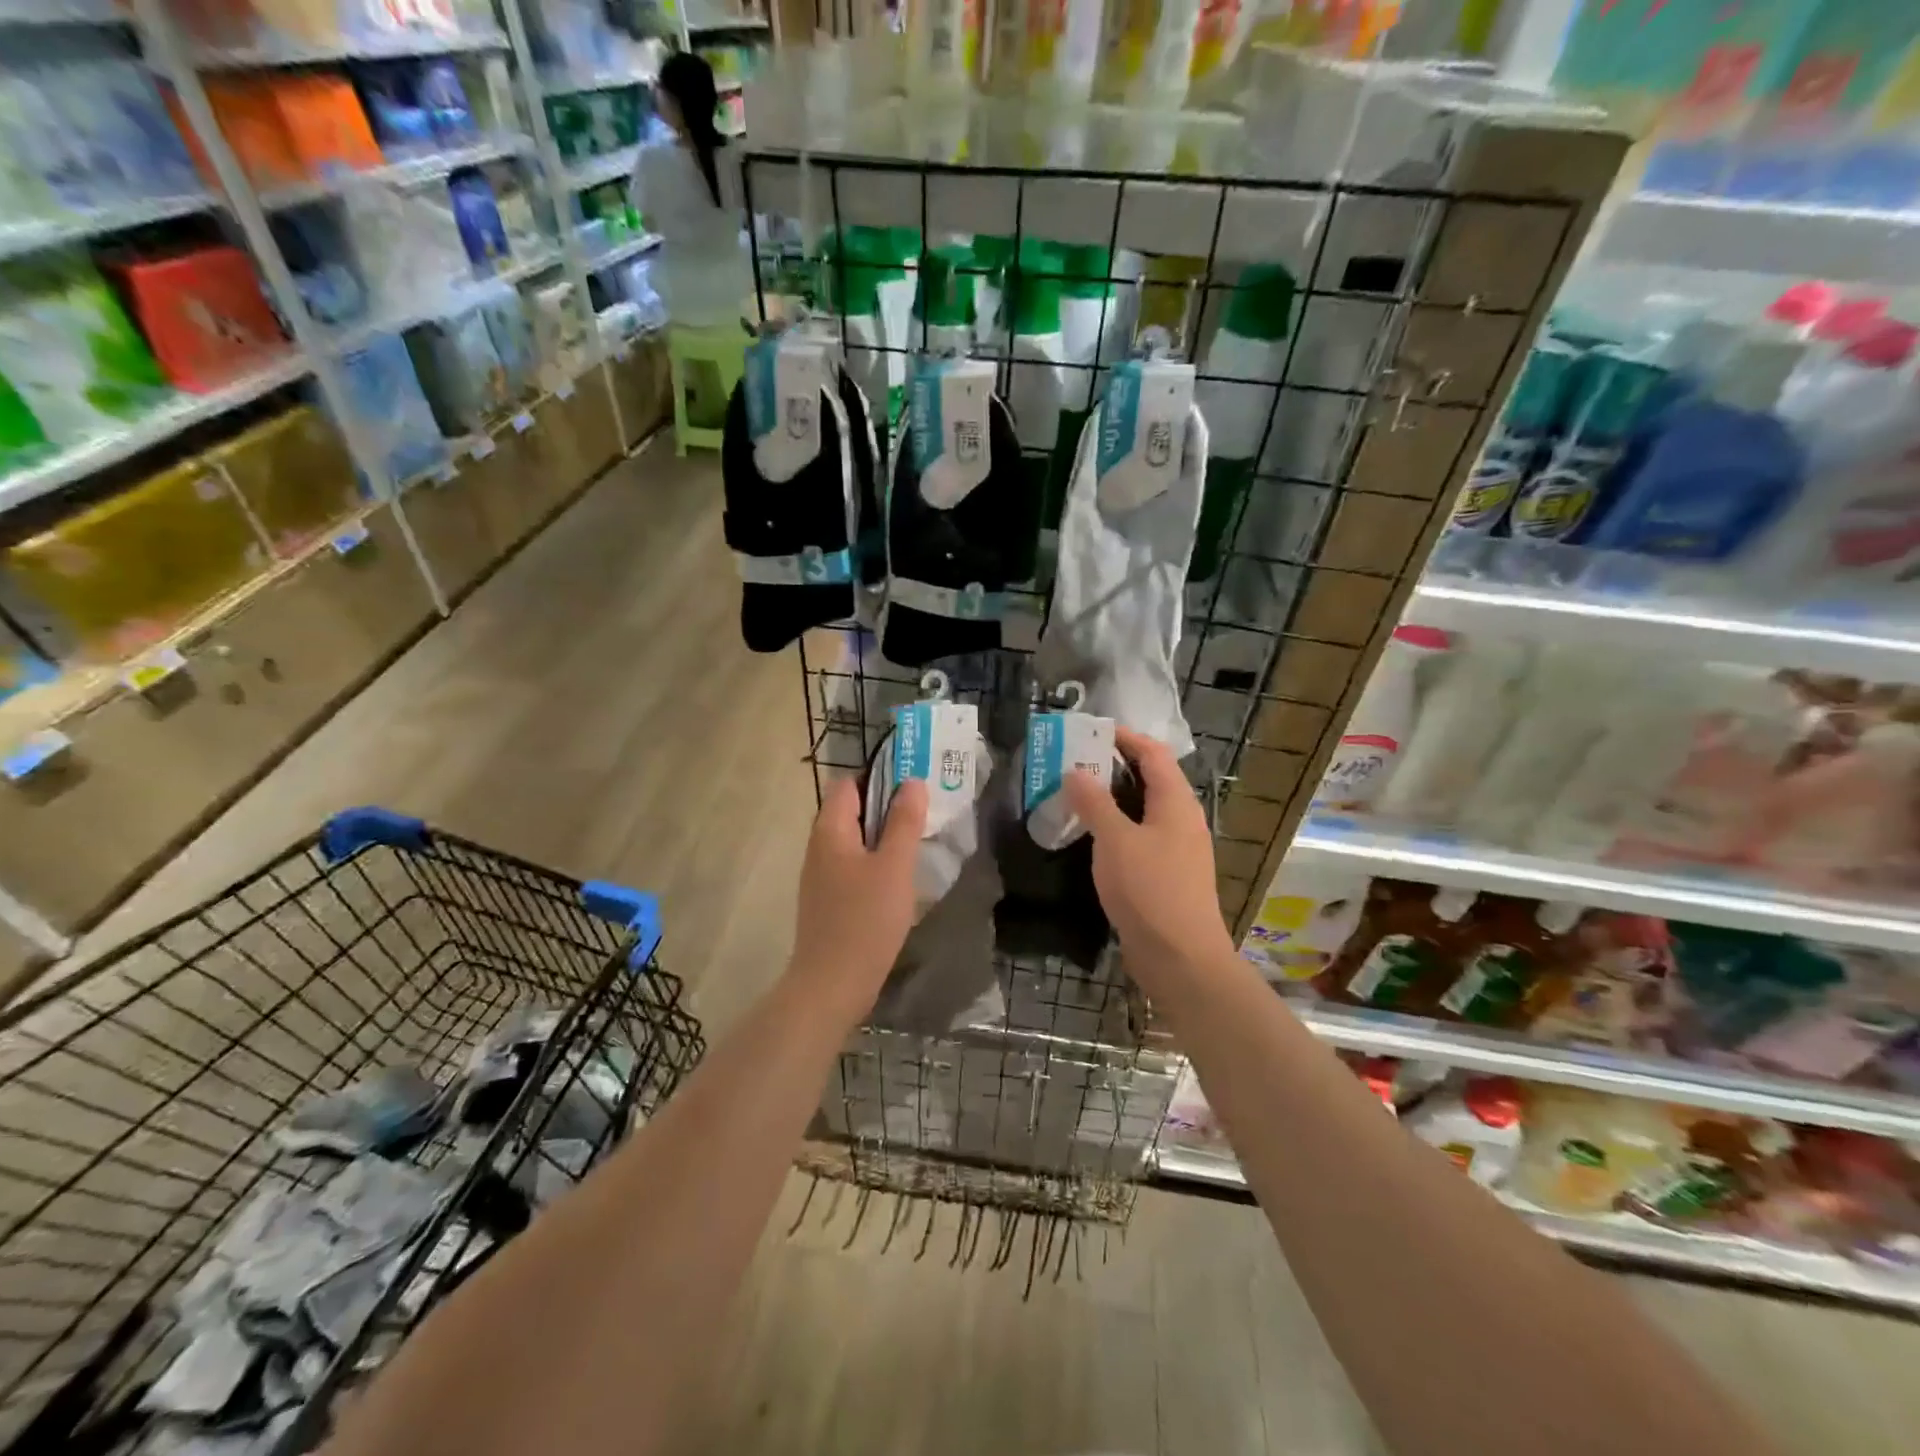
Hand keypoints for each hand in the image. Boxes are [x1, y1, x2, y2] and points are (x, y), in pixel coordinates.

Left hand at [788, 777, 926, 1020]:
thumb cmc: (865, 920)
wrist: (831, 986)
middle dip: (887, 808)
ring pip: (855, 841)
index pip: (849, 784)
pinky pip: (853, 866)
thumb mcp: (894, 867)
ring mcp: (821, 875)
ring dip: (884, 838)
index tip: (915, 785)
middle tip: (925, 813)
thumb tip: (911, 782)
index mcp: (830, 830)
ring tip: (919, 843)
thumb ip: (904, 822)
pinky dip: (876, 863)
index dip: (880, 778)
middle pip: (852, 811)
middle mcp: (819, 846)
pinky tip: (900, 879)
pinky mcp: (828, 900)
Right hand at [1064, 727, 1235, 991]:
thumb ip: (1094, 803)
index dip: (1125, 738)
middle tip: (1073, 762)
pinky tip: (1090, 837)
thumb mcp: (1115, 840)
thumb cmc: (1150, 889)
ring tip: (1075, 795)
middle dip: (1113, 767)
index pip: (1152, 753)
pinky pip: (1140, 837)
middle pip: (1149, 779)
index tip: (1090, 731)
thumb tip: (1075, 771)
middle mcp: (1181, 819)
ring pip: (1143, 811)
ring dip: (1112, 799)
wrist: (1181, 957)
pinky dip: (1116, 828)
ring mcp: (1177, 849)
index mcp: (1176, 802)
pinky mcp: (1166, 875)